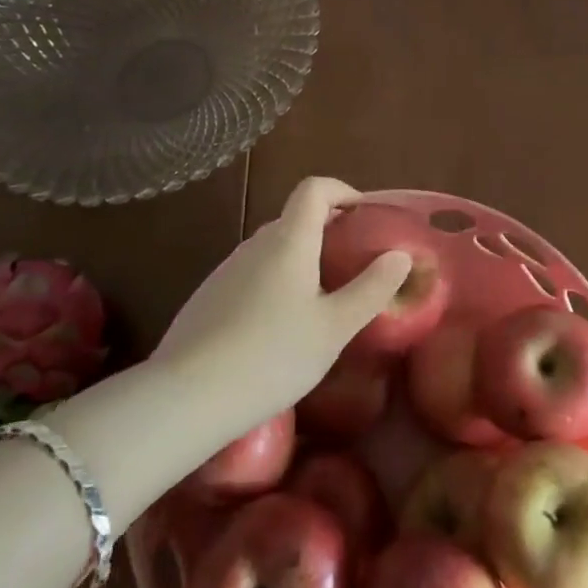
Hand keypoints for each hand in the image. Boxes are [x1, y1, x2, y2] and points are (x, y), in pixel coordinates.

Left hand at [149, 177, 409, 427]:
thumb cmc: (272, 356)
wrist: (187, 397)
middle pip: (294, 219)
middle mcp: (254, 245)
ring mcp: (226, 271)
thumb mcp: (334, 327)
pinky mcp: (208, 298)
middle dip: (327, 230)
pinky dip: (275, 284)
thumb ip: (371, 288)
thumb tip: (400, 255)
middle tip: (353, 265)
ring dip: (301, 260)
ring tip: (321, 302)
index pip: (313, 189)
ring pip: (272, 250)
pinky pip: (251, 275)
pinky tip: (279, 329)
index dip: (342, 191)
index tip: (364, 215)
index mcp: (288, 241)